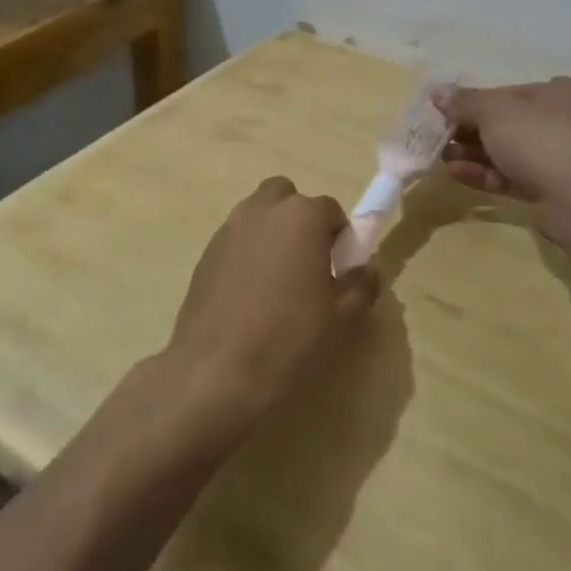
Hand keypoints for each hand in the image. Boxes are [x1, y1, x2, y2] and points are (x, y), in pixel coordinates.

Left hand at [164, 177, 380, 427]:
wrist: (216, 372)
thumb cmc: (289, 339)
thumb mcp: (344, 318)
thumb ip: (362, 284)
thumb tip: (365, 268)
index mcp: (301, 216)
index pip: (331, 209)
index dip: (340, 238)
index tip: (340, 270)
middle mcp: (262, 210)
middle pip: (287, 198)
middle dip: (300, 221)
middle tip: (308, 264)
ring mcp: (228, 229)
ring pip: (258, 215)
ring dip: (272, 234)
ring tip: (278, 283)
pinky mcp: (205, 254)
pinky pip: (235, 240)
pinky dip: (247, 254)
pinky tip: (249, 297)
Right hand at [437, 78, 570, 215]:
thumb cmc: (538, 139)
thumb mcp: (493, 112)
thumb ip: (463, 102)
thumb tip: (437, 92)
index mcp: (556, 93)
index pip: (506, 93)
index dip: (473, 101)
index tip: (444, 111)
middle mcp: (560, 122)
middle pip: (504, 123)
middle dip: (468, 130)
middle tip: (437, 136)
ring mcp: (555, 158)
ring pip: (505, 152)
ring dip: (471, 153)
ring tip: (441, 156)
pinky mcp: (548, 189)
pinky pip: (509, 176)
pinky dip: (483, 173)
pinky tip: (455, 173)